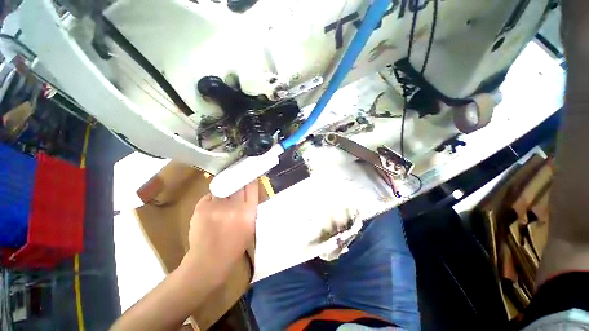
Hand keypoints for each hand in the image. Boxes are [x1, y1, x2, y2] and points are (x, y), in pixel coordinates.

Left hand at [183, 181, 258, 282]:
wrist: (209, 261)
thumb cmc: (235, 246)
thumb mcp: (250, 226)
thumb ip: (250, 207)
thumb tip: (249, 190)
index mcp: (249, 212)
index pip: (252, 186)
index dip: (250, 179)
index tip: (248, 175)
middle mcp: (233, 206)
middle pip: (237, 182)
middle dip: (237, 181)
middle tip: (236, 182)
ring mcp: (216, 206)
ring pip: (222, 186)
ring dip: (224, 189)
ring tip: (223, 198)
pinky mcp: (201, 207)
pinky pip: (210, 195)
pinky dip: (213, 199)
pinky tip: (213, 209)